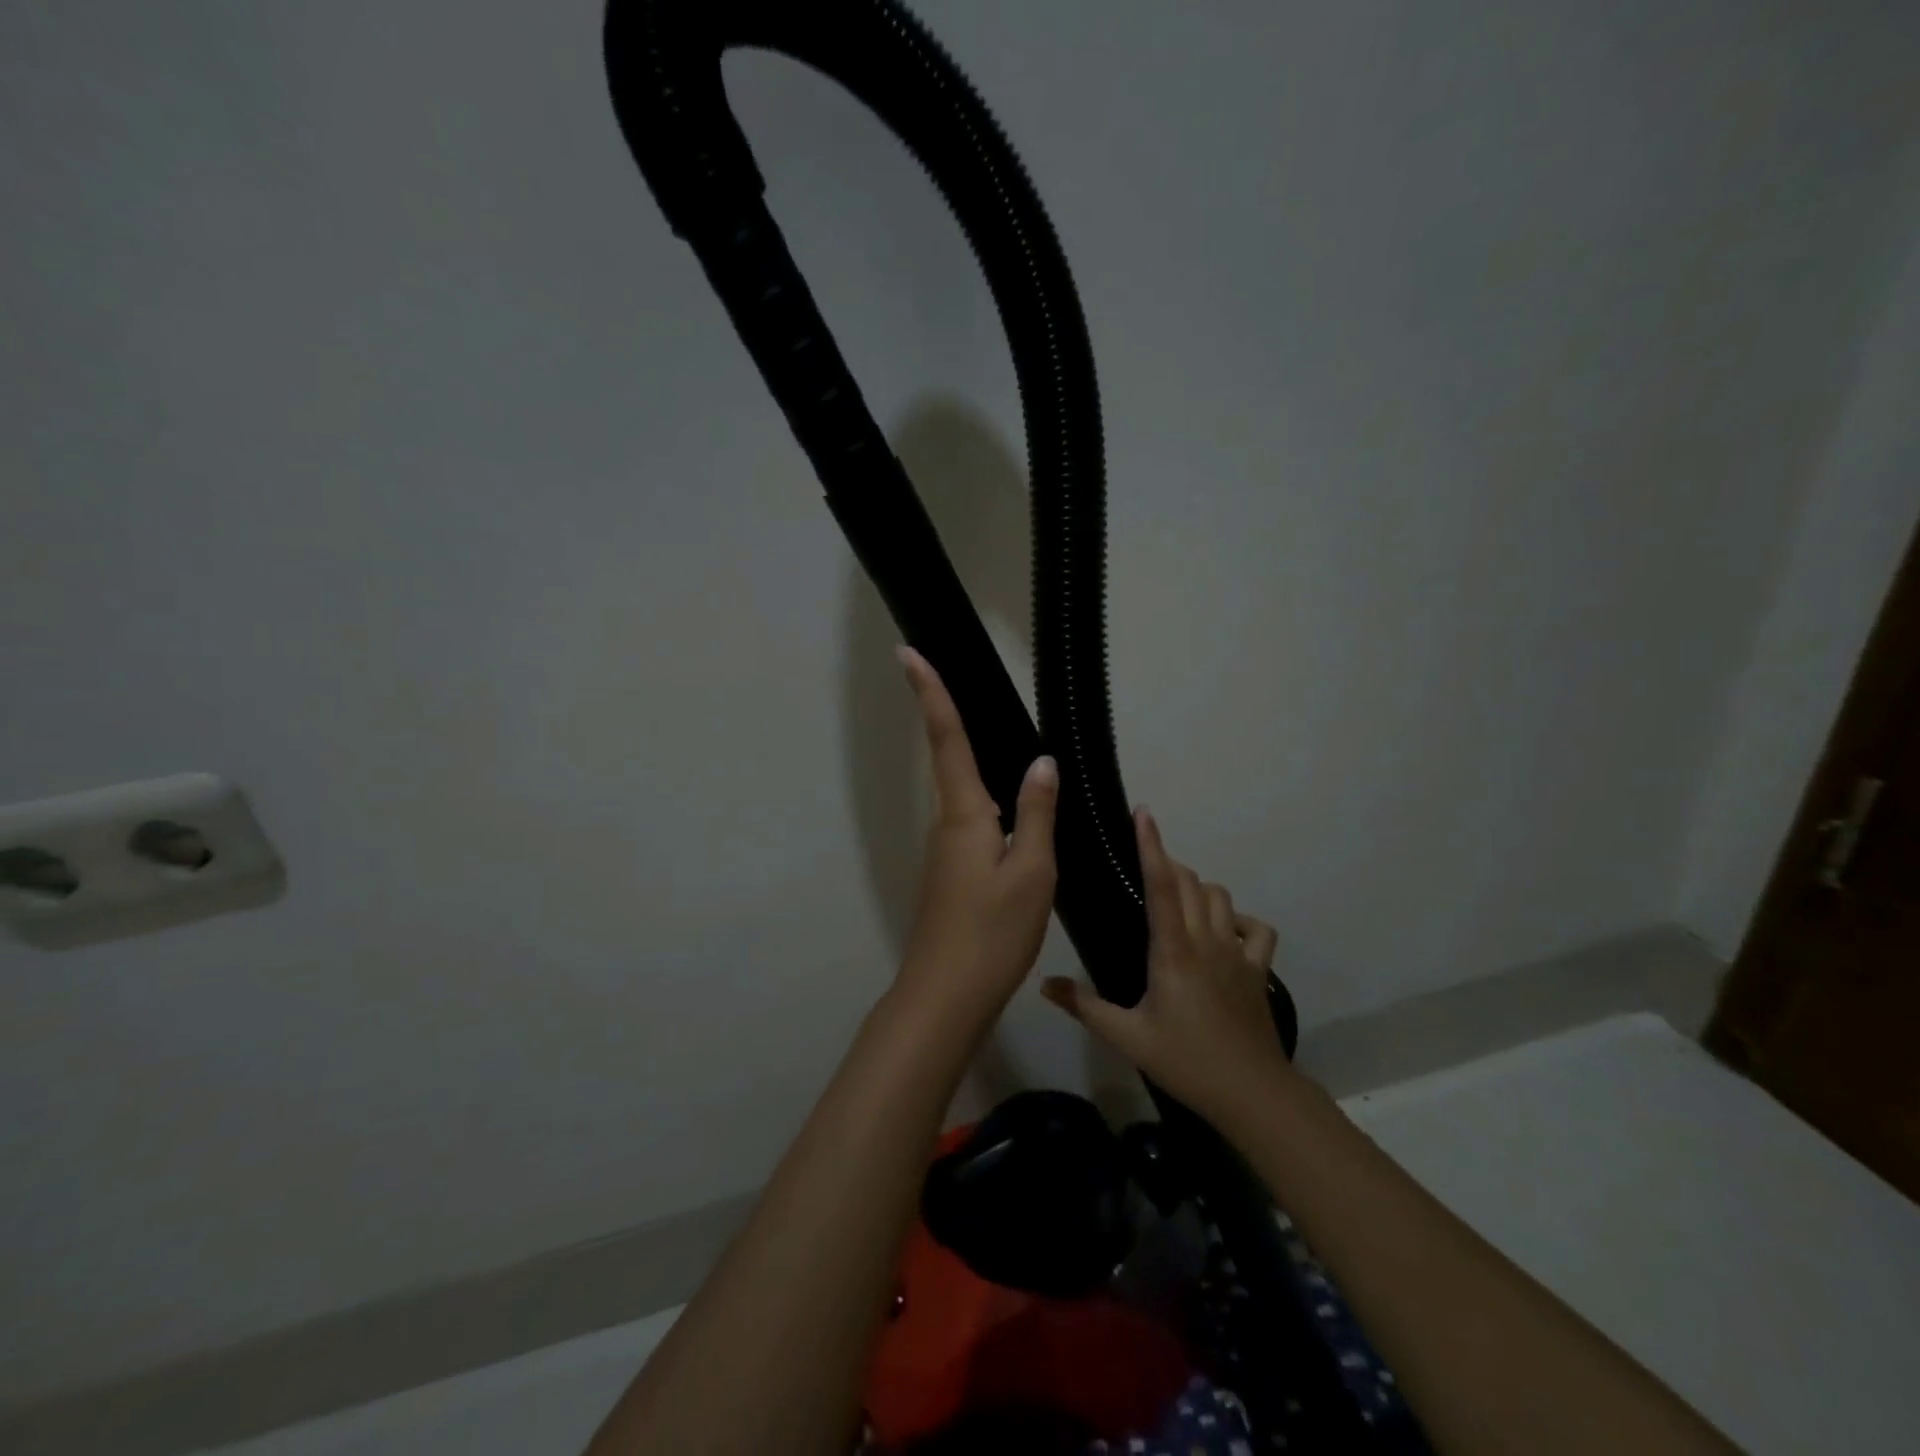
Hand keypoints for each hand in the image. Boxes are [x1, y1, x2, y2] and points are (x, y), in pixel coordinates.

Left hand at [891, 647, 1058, 1028]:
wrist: (947, 995)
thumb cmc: (992, 932)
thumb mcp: (1031, 871)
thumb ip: (1037, 814)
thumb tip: (1042, 763)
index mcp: (965, 813)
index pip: (946, 739)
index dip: (929, 693)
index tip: (907, 652)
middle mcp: (948, 823)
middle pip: (950, 757)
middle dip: (945, 713)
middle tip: (946, 672)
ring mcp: (947, 849)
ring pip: (964, 791)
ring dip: (969, 755)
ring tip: (993, 728)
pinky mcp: (953, 871)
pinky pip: (973, 820)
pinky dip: (988, 799)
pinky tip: (1013, 807)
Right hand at [1041, 808, 1293, 1127]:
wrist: (1252, 1093)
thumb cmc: (1186, 1061)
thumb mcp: (1127, 1036)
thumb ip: (1084, 1006)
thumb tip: (1043, 983)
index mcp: (1173, 949)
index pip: (1162, 884)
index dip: (1151, 845)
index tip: (1144, 813)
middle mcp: (1207, 939)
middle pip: (1191, 882)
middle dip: (1168, 863)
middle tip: (1144, 867)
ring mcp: (1238, 952)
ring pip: (1221, 897)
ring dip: (1199, 888)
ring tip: (1177, 900)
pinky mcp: (1258, 969)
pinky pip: (1256, 928)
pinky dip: (1239, 920)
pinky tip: (1224, 932)